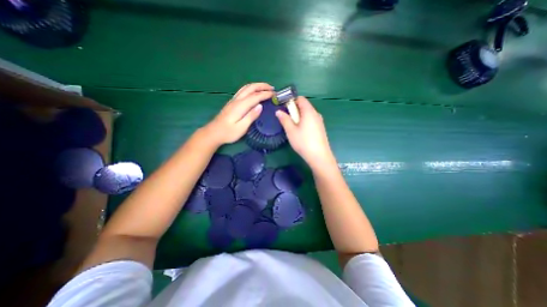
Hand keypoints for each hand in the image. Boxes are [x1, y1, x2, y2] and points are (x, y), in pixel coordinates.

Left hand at [204, 82, 275, 144]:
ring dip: (257, 86)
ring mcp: (233, 100)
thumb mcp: (241, 127)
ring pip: (246, 88)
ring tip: (265, 88)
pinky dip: (251, 88)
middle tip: (272, 88)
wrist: (213, 133)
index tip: (274, 94)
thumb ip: (251, 116)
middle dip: (262, 86)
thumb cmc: (228, 133)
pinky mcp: (232, 103)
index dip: (265, 94)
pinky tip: (254, 92)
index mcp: (240, 106)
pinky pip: (243, 91)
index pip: (255, 96)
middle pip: (250, 88)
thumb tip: (260, 106)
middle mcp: (237, 100)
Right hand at [276, 97, 335, 168]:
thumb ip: (284, 119)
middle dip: (294, 110)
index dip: (291, 101)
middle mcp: (316, 114)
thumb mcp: (291, 131)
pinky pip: (311, 120)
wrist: (319, 156)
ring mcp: (319, 121)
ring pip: (307, 114)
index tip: (284, 109)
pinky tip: (301, 133)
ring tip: (293, 128)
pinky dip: (304, 122)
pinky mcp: (321, 128)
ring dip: (299, 117)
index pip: (300, 99)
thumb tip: (278, 111)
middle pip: (304, 106)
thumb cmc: (303, 142)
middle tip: (288, 120)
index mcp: (309, 111)